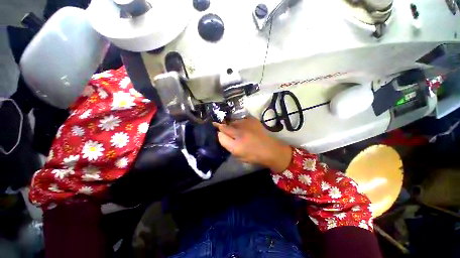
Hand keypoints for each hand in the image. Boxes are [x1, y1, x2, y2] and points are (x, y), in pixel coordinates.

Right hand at [214, 116, 291, 172]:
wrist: (270, 149)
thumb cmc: (253, 155)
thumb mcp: (237, 155)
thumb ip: (226, 144)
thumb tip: (219, 134)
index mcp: (235, 145)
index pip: (220, 133)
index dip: (217, 130)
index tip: (214, 129)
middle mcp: (239, 132)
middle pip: (225, 125)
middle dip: (222, 126)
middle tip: (224, 129)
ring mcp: (246, 124)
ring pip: (232, 121)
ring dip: (231, 125)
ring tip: (236, 129)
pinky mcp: (252, 119)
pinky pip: (241, 119)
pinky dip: (240, 122)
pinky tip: (243, 127)